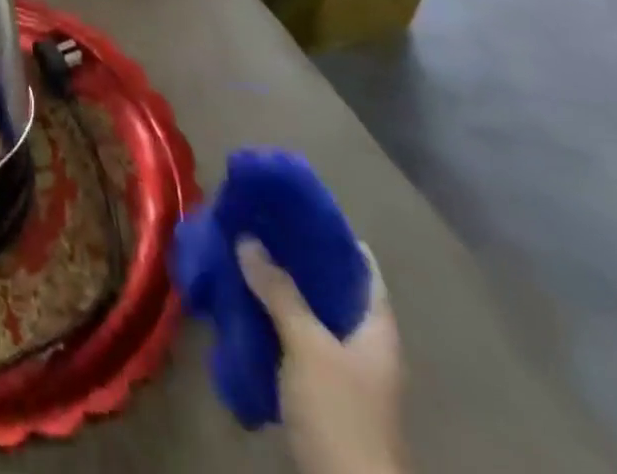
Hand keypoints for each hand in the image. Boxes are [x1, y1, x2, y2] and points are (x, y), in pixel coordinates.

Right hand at [237, 239, 407, 473]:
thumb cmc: (340, 412)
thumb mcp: (308, 346)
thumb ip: (279, 291)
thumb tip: (248, 237)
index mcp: (377, 328)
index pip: (361, 267)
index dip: (332, 233)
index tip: (293, 204)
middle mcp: (363, 341)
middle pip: (330, 285)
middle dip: (294, 254)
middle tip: (255, 221)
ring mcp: (342, 366)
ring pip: (309, 309)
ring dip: (278, 283)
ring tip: (239, 251)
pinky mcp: (318, 386)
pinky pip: (293, 334)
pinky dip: (271, 313)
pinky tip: (241, 298)